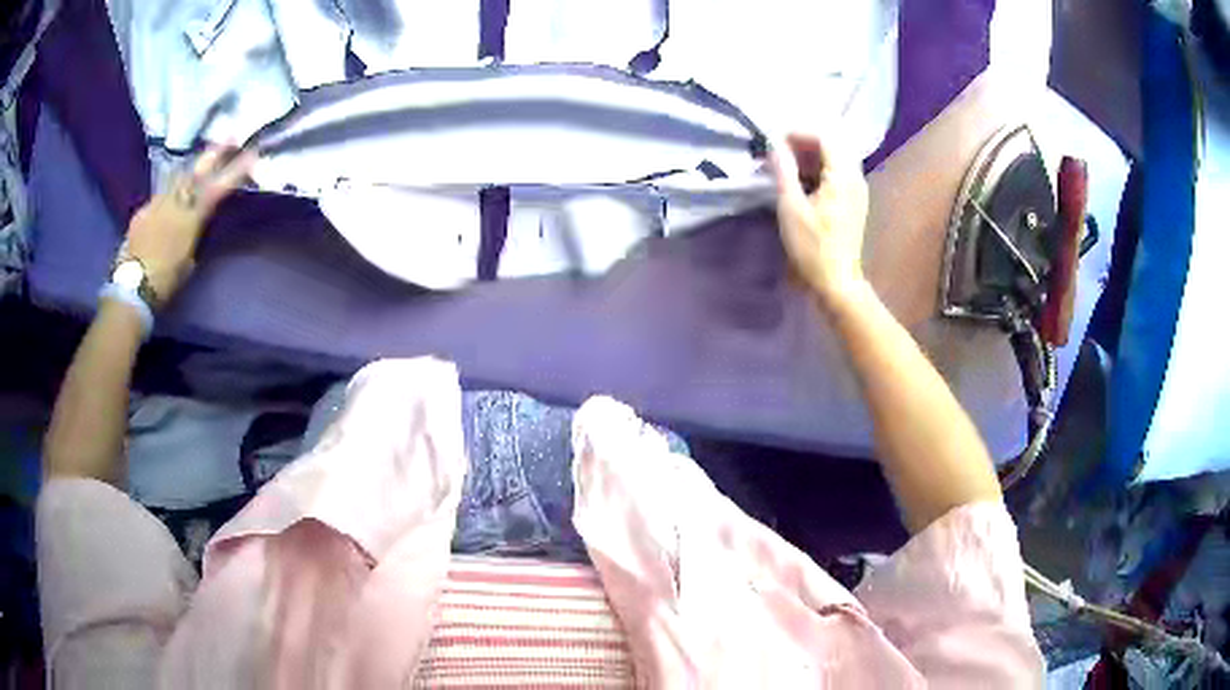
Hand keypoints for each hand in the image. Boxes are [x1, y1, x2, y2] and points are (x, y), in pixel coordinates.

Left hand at [122, 145, 256, 305]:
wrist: (130, 290)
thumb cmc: (164, 283)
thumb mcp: (187, 262)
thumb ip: (193, 235)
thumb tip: (195, 223)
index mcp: (189, 219)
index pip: (217, 188)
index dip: (235, 170)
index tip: (253, 154)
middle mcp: (173, 203)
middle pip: (196, 171)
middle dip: (214, 153)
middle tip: (230, 136)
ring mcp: (155, 204)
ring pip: (177, 178)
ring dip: (191, 168)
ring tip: (201, 162)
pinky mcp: (141, 212)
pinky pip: (159, 197)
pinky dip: (168, 194)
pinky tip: (169, 200)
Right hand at [771, 133, 869, 306]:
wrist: (837, 281)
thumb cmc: (812, 246)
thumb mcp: (790, 206)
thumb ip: (783, 170)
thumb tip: (774, 144)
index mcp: (843, 175)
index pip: (824, 137)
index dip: (799, 133)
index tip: (775, 140)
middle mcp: (856, 177)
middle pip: (832, 146)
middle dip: (804, 144)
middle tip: (778, 152)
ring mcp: (858, 190)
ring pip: (835, 160)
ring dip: (810, 157)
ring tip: (785, 166)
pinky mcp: (855, 202)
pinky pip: (838, 174)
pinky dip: (819, 171)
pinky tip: (800, 182)